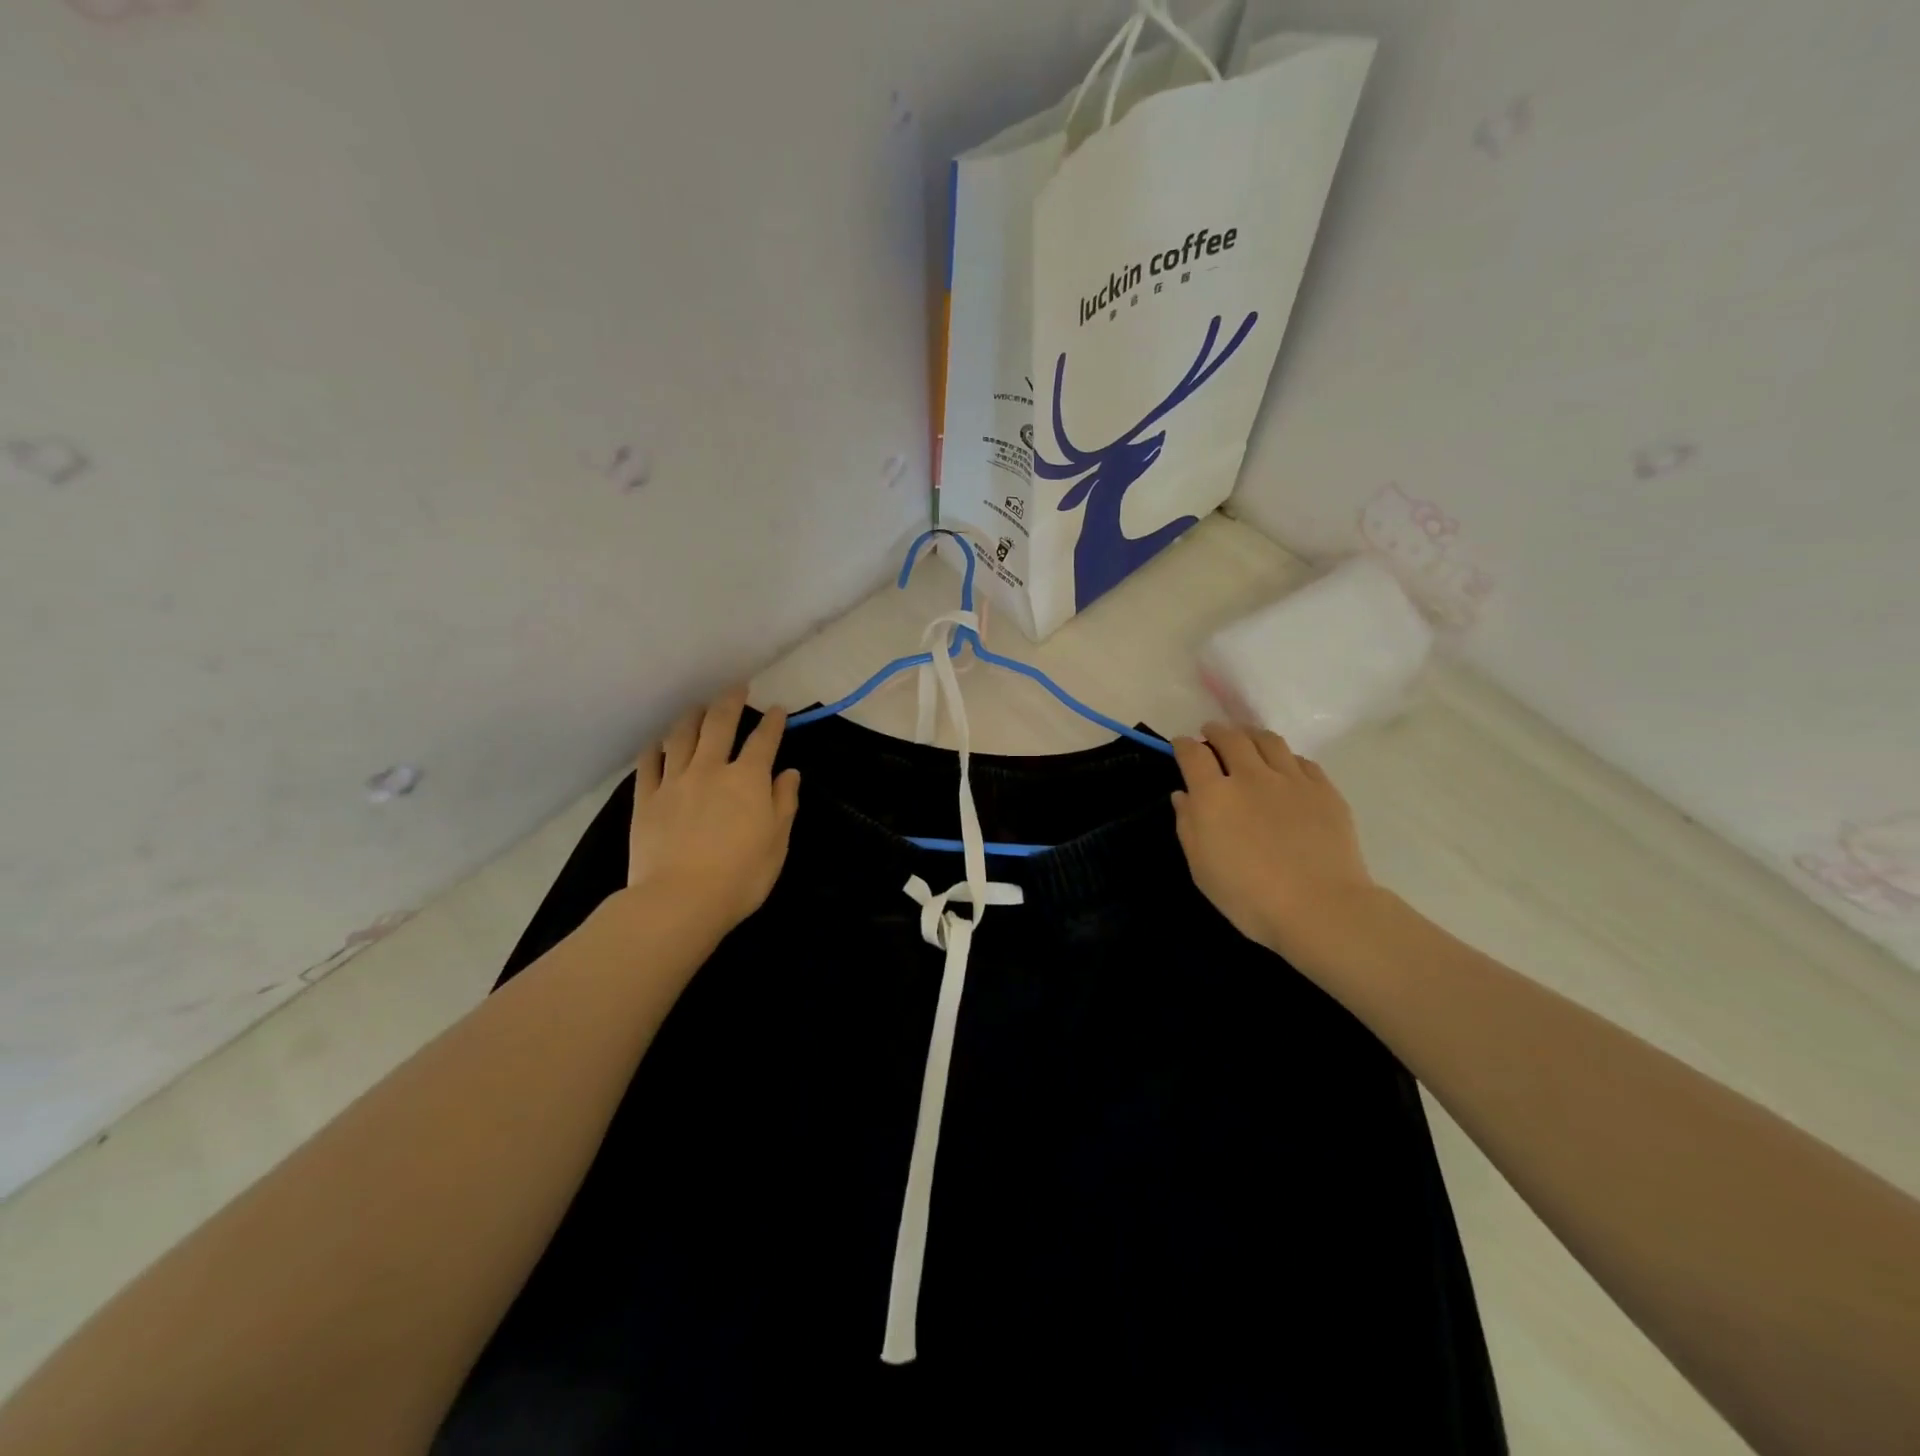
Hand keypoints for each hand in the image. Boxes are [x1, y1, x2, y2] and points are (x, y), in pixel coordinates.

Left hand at [627, 689, 800, 933]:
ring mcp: (674, 781)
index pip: (764, 740)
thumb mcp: (777, 842)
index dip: (773, 722)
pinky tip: (658, 744)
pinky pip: (648, 764)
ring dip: (691, 717)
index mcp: (748, 779)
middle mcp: (710, 769)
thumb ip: (783, 803)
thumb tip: (788, 773)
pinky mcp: (645, 799)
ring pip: (681, 736)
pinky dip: (655, 749)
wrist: (680, 900)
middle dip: (730, 701)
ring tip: (697, 708)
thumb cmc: (741, 875)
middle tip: (736, 688)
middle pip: (719, 724)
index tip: (778, 710)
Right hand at [1171, 722, 1378, 959]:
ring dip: (1250, 735)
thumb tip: (1183, 795)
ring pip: (1268, 740)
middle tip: (1211, 733)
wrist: (1320, 908)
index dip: (1183, 744)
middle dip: (1216, 731)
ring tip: (1246, 739)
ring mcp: (1291, 779)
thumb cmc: (1248, 897)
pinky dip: (1285, 758)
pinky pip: (1301, 760)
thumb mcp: (1201, 868)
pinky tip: (1284, 767)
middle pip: (1230, 737)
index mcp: (1214, 795)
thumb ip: (1188, 826)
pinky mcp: (1323, 789)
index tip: (1180, 745)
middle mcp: (1250, 776)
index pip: (1193, 754)